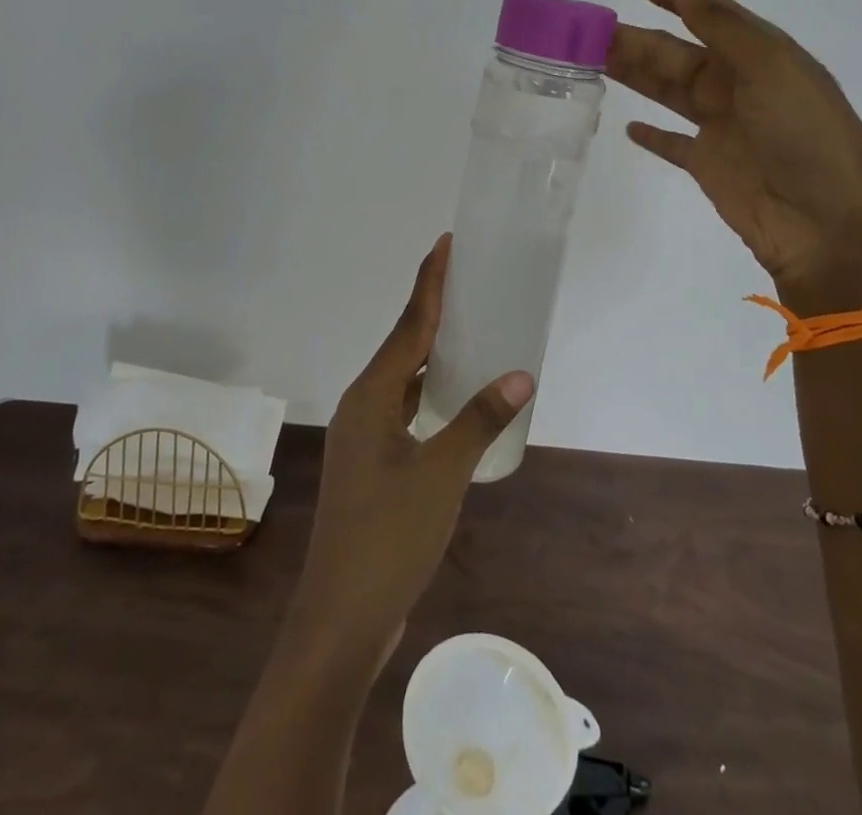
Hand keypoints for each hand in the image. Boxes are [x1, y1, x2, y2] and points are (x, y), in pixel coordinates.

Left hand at [292, 236, 533, 657]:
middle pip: (402, 343)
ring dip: (430, 352)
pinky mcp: (371, 464)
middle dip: (432, 310)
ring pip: (401, 378)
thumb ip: (479, 420)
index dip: (429, 282)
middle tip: (468, 280)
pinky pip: (403, 408)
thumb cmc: (388, 537)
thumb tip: (520, 375)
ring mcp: (364, 437)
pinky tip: (452, 398)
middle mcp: (363, 406)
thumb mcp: (442, 474)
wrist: (341, 618)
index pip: (408, 324)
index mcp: (372, 396)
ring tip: (467, 329)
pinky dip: (428, 392)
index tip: (445, 244)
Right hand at [607, 0, 861, 314]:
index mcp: (760, 56)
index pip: (711, 17)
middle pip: (678, 55)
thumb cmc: (805, 134)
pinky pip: (674, 144)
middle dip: (638, 40)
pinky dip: (653, 135)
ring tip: (593, 61)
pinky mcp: (709, 166)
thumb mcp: (769, 67)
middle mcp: (739, 86)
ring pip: (668, 92)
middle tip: (590, 32)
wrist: (828, 223)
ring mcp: (723, 128)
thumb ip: (721, 25)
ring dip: (635, 75)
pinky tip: (628, 125)